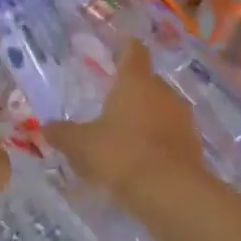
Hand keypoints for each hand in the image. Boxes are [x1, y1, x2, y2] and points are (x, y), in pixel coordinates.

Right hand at [47, 40, 204, 203]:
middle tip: (112, 104)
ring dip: (147, 118)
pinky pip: (171, 135)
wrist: (169, 191)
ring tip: (126, 136)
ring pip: (161, 109)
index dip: (125, 48)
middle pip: (148, 82)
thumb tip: (48, 127)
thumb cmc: (120, 155)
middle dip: (132, 91)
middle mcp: (163, 92)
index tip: (118, 49)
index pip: (133, 52)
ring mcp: (182, 118)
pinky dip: (158, 141)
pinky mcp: (193, 145)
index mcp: (135, 82)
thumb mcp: (81, 145)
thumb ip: (63, 134)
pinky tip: (143, 159)